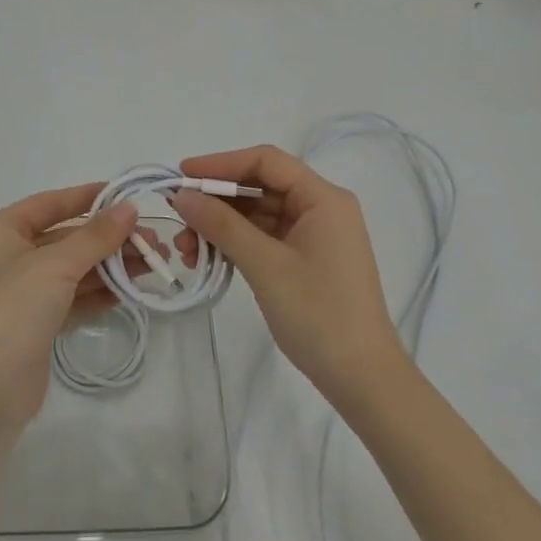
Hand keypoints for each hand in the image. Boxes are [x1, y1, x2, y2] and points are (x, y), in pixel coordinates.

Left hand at [0, 186, 138, 429]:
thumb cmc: (11, 311)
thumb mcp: (55, 265)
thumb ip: (95, 236)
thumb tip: (129, 208)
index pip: (49, 203)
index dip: (88, 197)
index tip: (127, 195)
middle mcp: (5, 256)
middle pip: (64, 237)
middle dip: (108, 239)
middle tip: (153, 241)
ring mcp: (18, 293)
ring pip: (70, 269)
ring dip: (109, 266)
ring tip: (152, 265)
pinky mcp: (32, 325)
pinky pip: (70, 298)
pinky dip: (97, 293)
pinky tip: (129, 292)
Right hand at [172, 145, 407, 404]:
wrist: (362, 379)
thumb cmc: (318, 314)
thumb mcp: (265, 265)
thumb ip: (221, 225)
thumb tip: (181, 195)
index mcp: (323, 198)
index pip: (266, 161)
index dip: (221, 163)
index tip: (182, 175)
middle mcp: (321, 208)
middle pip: (261, 186)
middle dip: (217, 200)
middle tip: (178, 216)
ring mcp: (315, 235)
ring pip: (258, 214)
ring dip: (221, 225)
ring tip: (186, 248)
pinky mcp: (307, 259)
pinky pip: (264, 237)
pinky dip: (236, 243)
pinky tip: (208, 257)